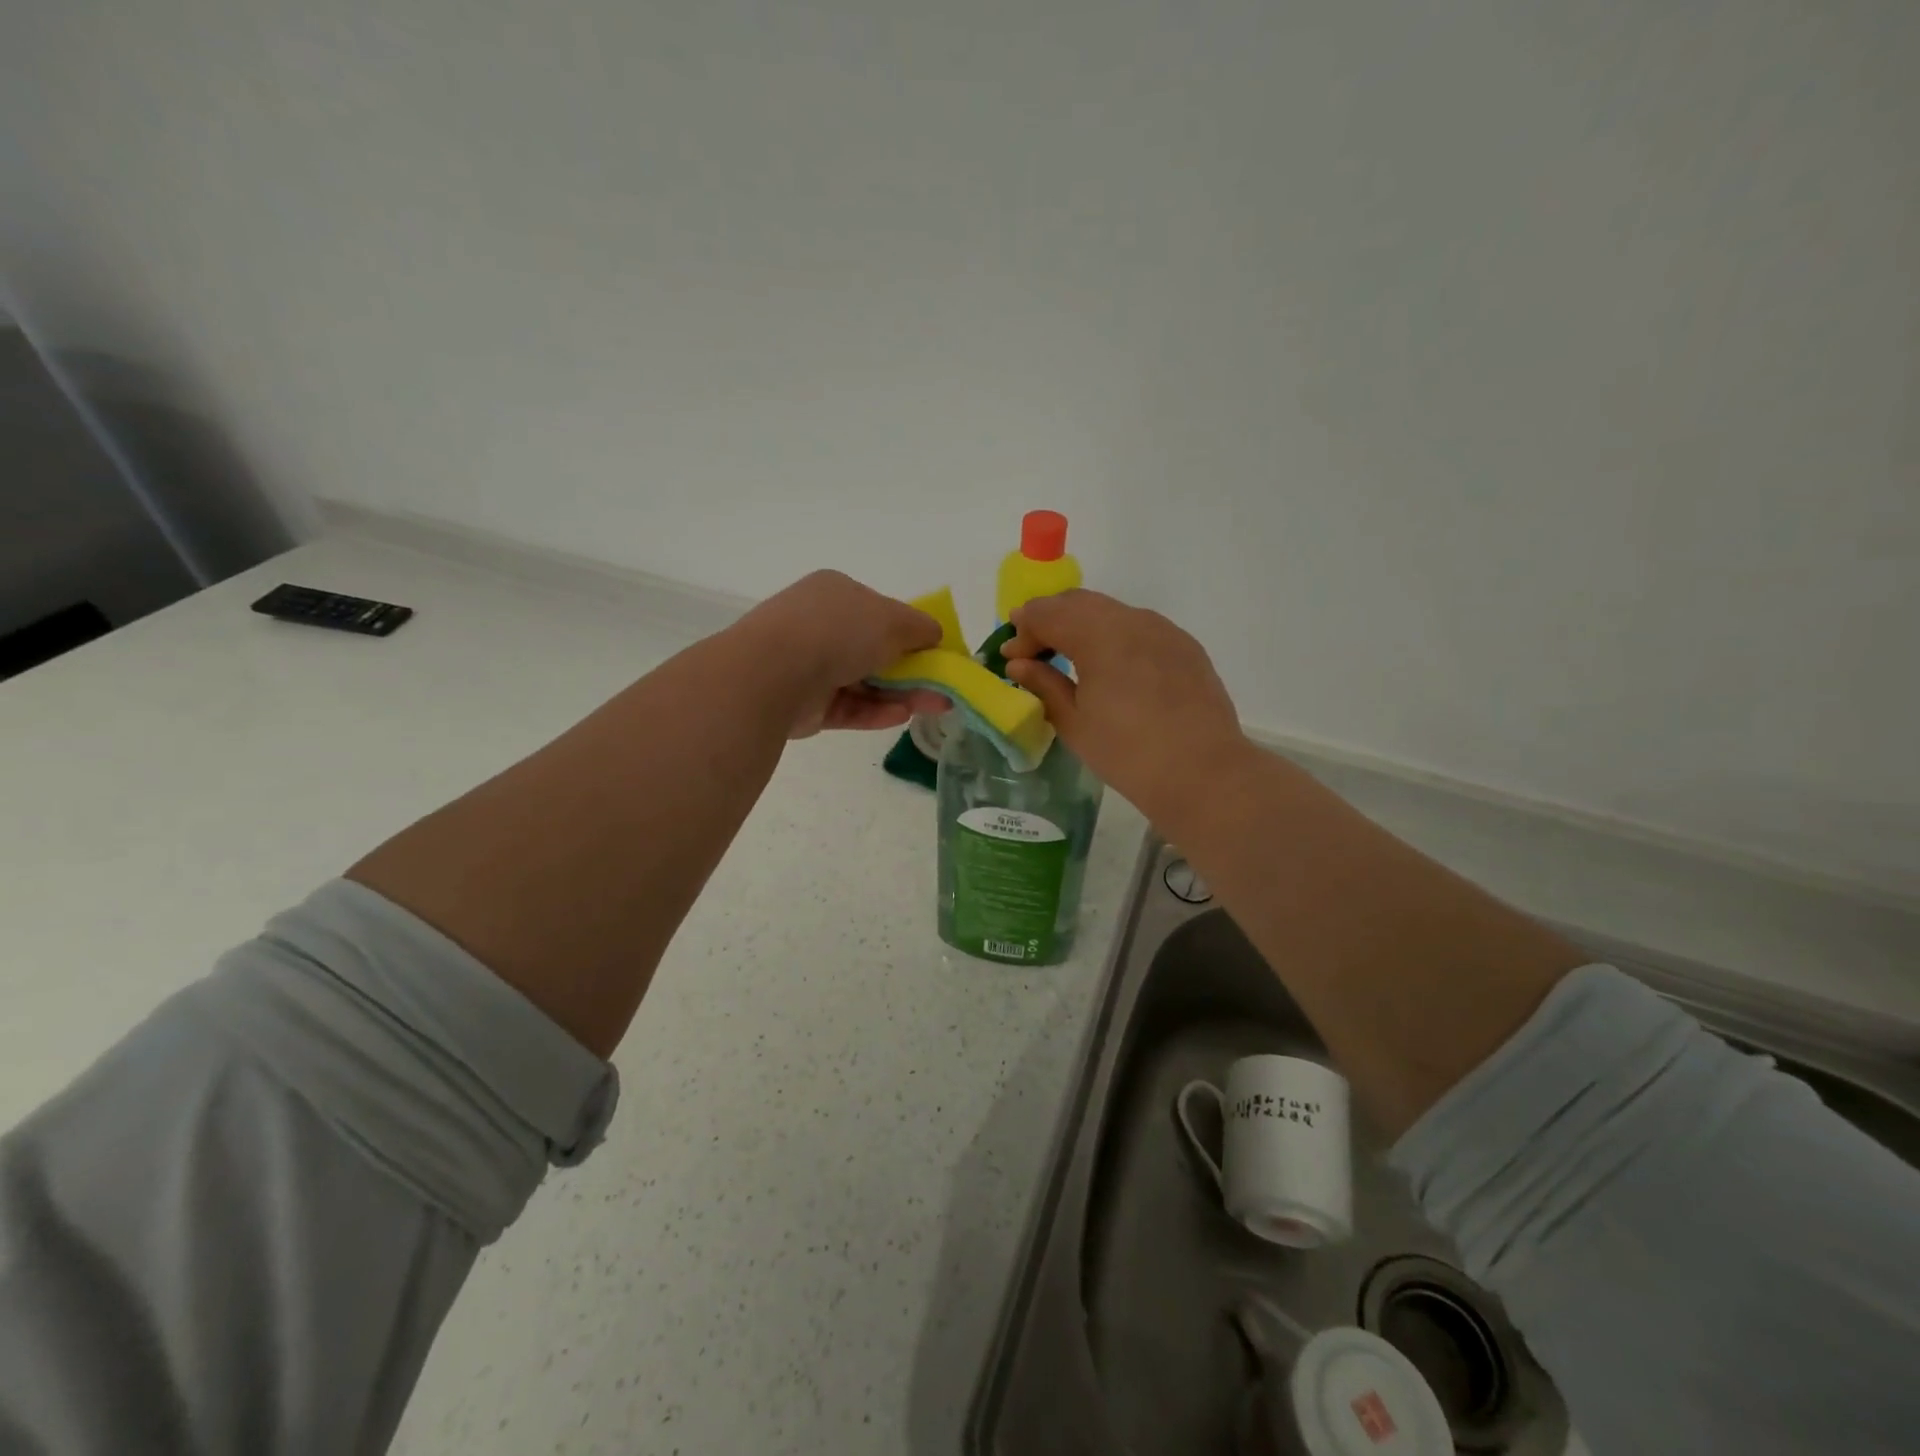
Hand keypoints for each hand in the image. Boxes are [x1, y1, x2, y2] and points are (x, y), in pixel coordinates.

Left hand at [733, 571, 948, 737]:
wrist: (775, 672)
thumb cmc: (838, 631)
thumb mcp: (893, 619)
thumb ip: (921, 628)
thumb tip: (935, 635)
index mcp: (835, 593)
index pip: (879, 610)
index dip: (910, 631)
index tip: (937, 651)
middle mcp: (819, 626)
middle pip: (873, 649)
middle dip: (912, 669)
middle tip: (943, 686)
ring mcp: (809, 666)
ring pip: (864, 681)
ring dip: (901, 693)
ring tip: (935, 705)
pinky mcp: (805, 704)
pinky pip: (848, 707)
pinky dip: (876, 712)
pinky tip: (902, 716)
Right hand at [1002, 590, 1249, 817]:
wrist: (1202, 773)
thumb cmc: (1127, 753)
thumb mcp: (1074, 722)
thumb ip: (1044, 684)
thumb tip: (1019, 663)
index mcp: (1099, 635)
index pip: (1047, 614)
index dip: (1023, 631)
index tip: (1011, 656)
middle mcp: (1132, 620)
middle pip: (1079, 602)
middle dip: (1050, 619)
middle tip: (1033, 650)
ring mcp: (1164, 630)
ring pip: (1111, 611)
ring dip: (1082, 625)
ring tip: (1069, 656)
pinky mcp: (1184, 646)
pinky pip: (1139, 627)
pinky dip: (1113, 635)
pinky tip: (1110, 666)